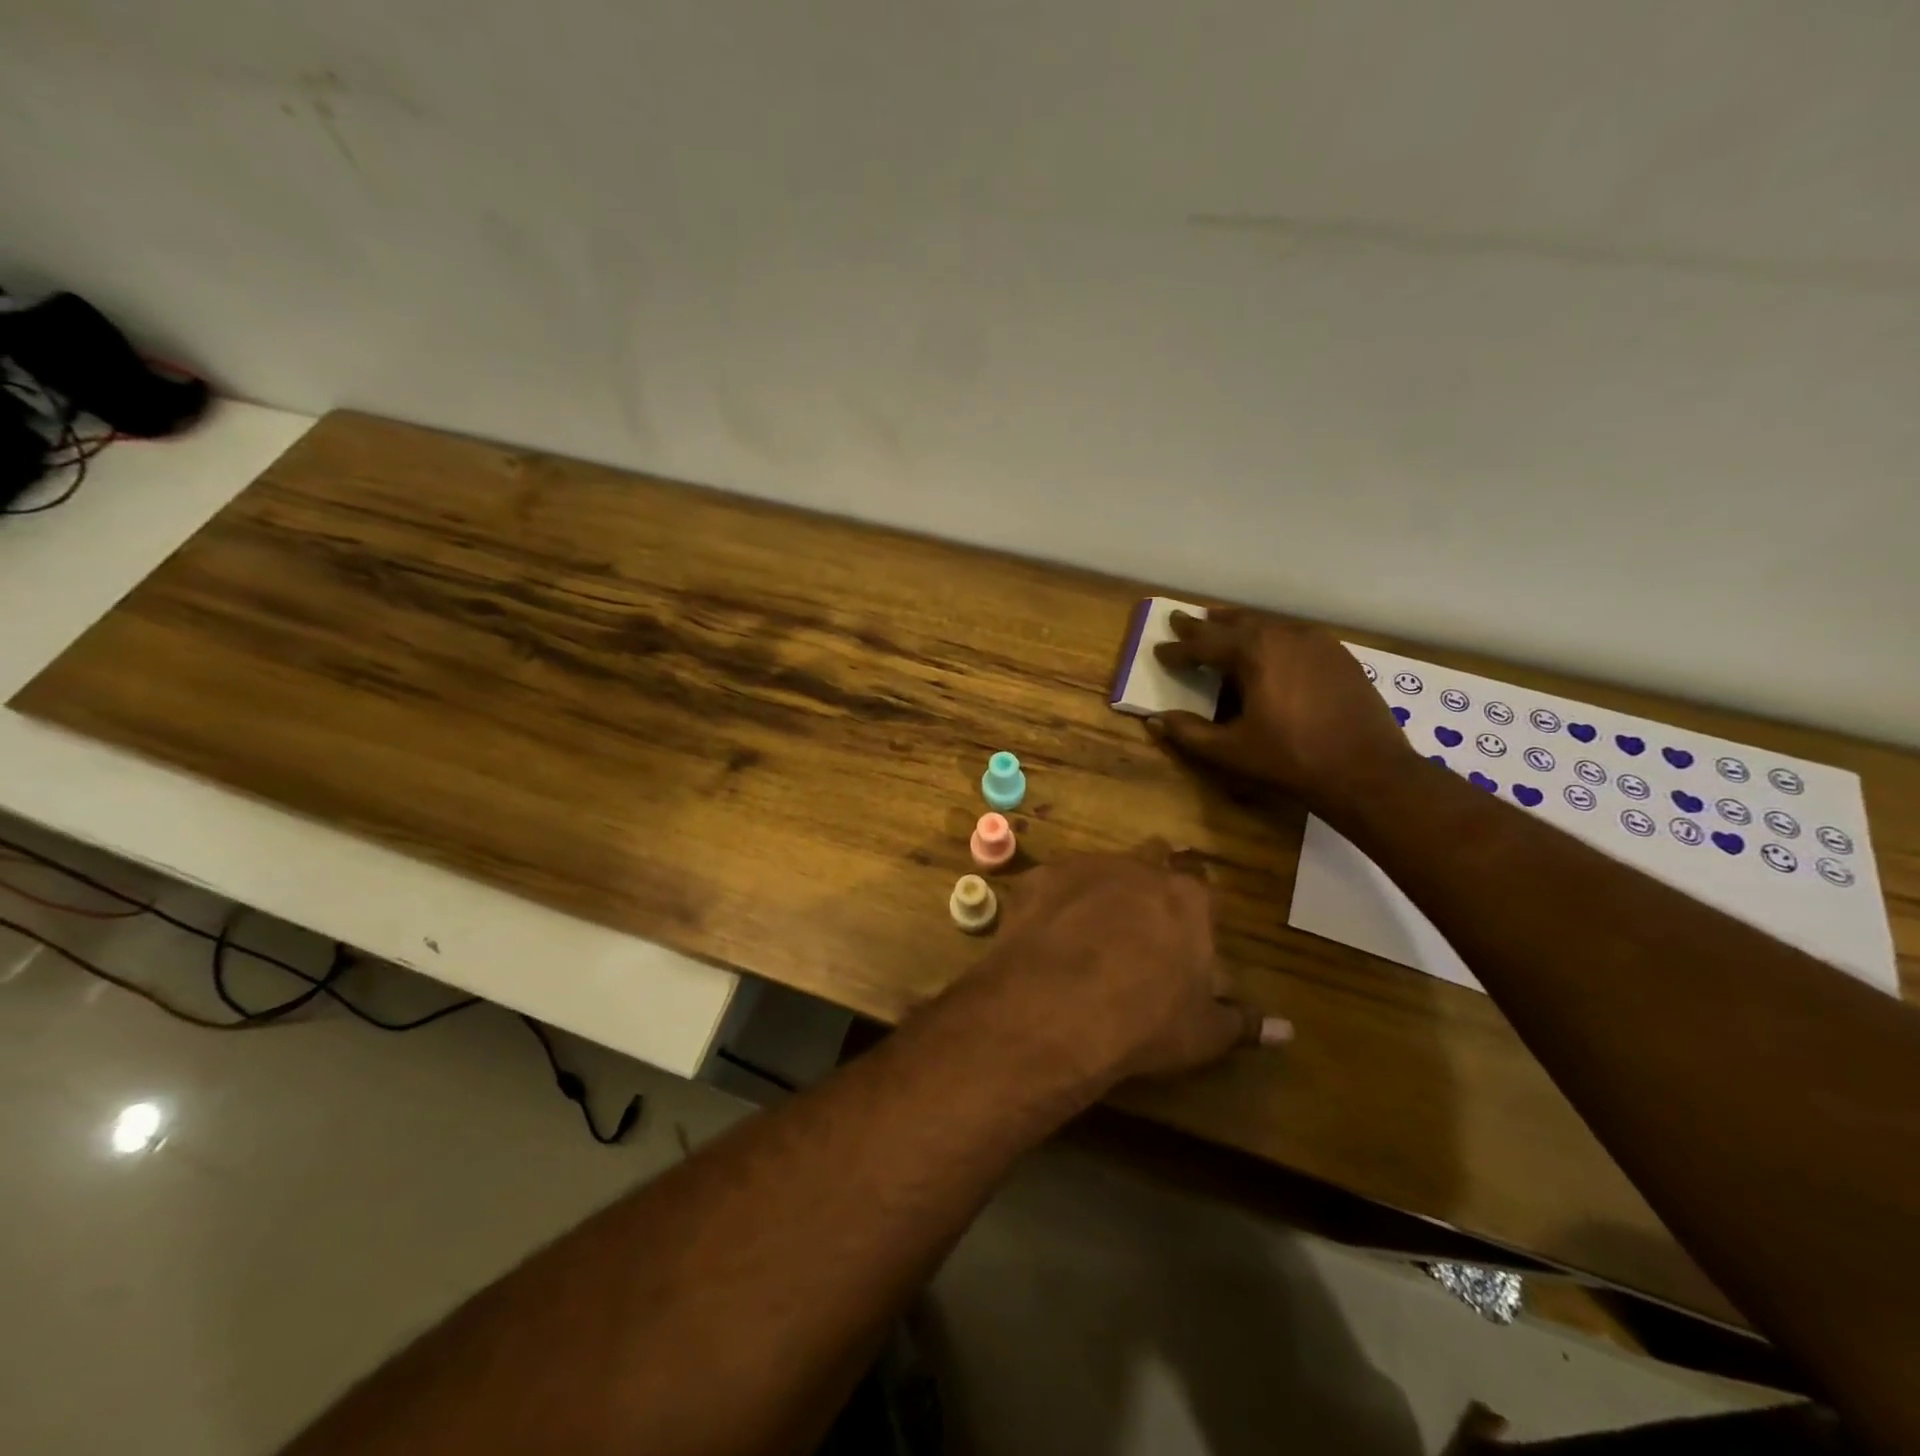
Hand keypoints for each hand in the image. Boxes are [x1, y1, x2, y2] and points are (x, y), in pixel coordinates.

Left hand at [963, 847, 1289, 1090]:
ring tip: (1085, 931)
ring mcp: (1083, 867)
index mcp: (1185, 899)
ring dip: (1097, 891)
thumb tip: (1288, 1031)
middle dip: (1147, 886)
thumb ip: (1243, 1024)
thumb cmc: (1145, 1021)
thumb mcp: (1203, 1032)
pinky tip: (1044, 935)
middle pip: (1150, 863)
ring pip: (1097, 869)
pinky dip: (1052, 904)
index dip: (1191, 911)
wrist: (1057, 1007)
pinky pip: (1050, 885)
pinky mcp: (1038, 878)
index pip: (1199, 891)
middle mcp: (1137, 869)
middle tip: (1138, 921)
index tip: (1182, 934)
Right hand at [1149, 609, 1412, 815]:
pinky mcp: (1339, 655)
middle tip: (1180, 619)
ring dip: (1239, 625)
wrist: (1367, 770)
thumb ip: (1189, 733)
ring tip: (1220, 622)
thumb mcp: (1231, 750)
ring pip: (1267, 625)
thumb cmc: (1291, 759)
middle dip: (1204, 625)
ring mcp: (1316, 642)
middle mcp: (1283, 636)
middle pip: (1235, 624)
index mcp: (1253, 653)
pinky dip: (1271, 637)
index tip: (1158, 649)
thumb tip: (1156, 720)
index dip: (1178, 650)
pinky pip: (1294, 636)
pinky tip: (1269, 646)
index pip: (1203, 645)